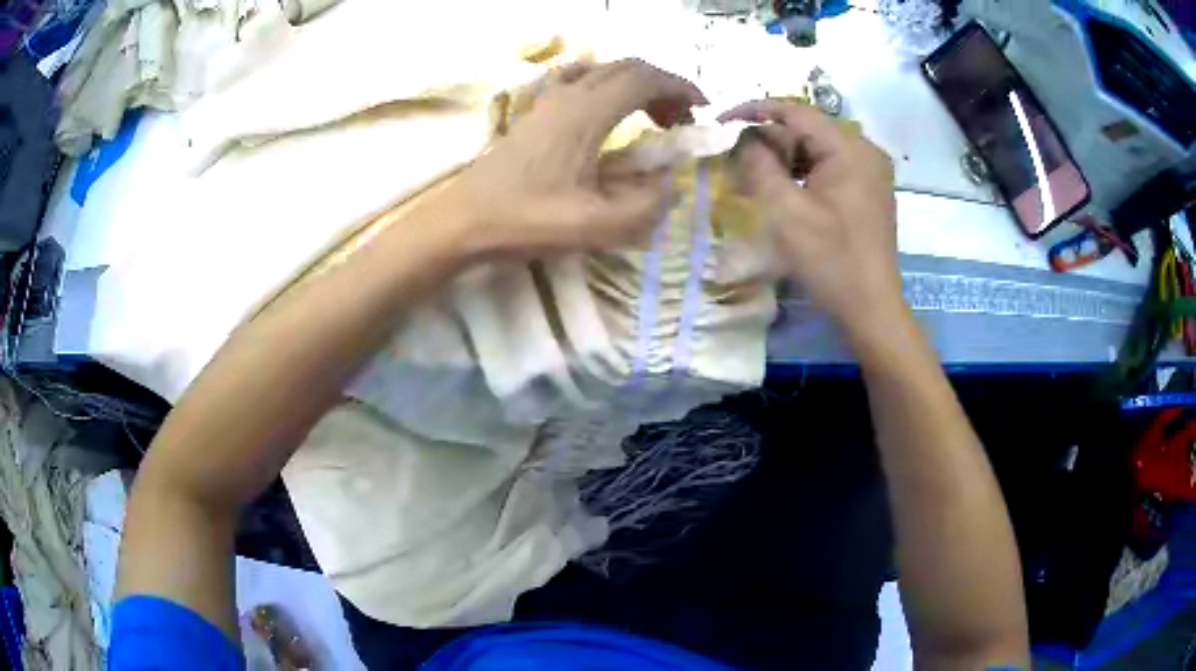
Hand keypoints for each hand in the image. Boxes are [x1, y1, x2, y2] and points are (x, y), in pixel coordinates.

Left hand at [447, 59, 706, 257]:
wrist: (463, 221)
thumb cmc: (526, 220)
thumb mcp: (597, 225)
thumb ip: (647, 204)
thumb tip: (670, 184)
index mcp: (588, 112)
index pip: (645, 79)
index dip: (681, 88)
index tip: (702, 111)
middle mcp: (569, 94)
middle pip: (627, 68)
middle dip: (663, 87)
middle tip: (680, 121)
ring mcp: (547, 99)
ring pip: (602, 70)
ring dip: (635, 85)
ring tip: (649, 118)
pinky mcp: (533, 111)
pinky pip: (577, 79)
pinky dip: (604, 85)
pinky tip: (605, 111)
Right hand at [719, 100, 902, 342]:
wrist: (871, 307)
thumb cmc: (830, 260)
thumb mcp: (786, 211)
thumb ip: (759, 165)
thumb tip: (743, 137)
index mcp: (850, 149)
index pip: (796, 112)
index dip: (755, 111)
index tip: (721, 120)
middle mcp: (865, 151)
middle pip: (808, 129)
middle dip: (770, 140)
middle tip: (736, 158)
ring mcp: (870, 171)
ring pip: (817, 148)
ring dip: (785, 157)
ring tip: (754, 176)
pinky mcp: (869, 189)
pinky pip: (830, 166)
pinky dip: (803, 172)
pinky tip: (784, 189)